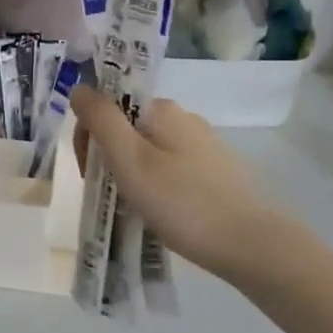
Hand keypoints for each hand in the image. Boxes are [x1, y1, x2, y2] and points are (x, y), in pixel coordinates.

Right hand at [70, 87, 274, 279]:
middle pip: (127, 127)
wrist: (252, 245)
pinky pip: (171, 168)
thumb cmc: (182, 202)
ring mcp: (203, 144)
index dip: (89, 138)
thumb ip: (101, 120)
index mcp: (161, 108)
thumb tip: (80, 87)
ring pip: (149, 149)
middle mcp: (183, 117)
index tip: (89, 174)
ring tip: (135, 208)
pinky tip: (163, 212)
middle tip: (110, 195)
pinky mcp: (217, 170)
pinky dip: (157, 185)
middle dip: (109, 157)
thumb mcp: (129, 160)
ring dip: (132, 173)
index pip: (107, 107)